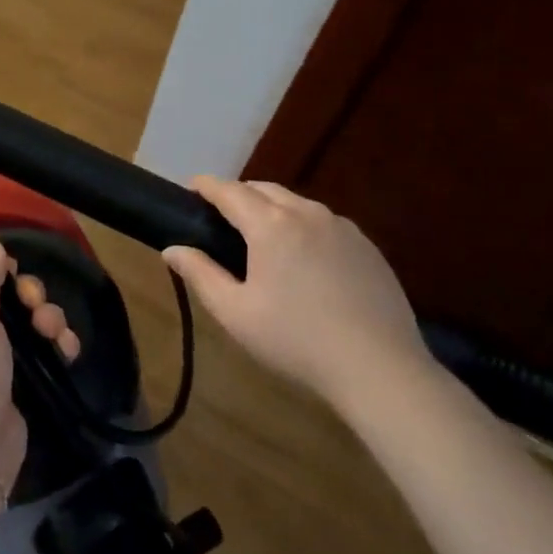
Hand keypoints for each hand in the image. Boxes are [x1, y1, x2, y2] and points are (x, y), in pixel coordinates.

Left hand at [0, 239, 75, 509]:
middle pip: (3, 291)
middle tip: (34, 305)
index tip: (9, 268)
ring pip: (27, 319)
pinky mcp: (16, 381)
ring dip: (48, 318)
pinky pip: (41, 350)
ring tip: (54, 334)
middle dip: (29, 293)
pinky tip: (68, 351)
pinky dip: (57, 345)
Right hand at [163, 177, 431, 402]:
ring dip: (273, 208)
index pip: (230, 191)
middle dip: (239, 194)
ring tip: (262, 235)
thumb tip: (172, 249)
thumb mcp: (235, 313)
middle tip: (223, 216)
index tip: (192, 188)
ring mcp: (341, 227)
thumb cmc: (296, 340)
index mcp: (270, 225)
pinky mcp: (366, 245)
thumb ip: (200, 275)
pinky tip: (304, 257)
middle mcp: (306, 213)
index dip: (207, 186)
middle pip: (264, 189)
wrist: (379, 367)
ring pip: (296, 202)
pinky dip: (303, 225)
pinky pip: (324, 221)